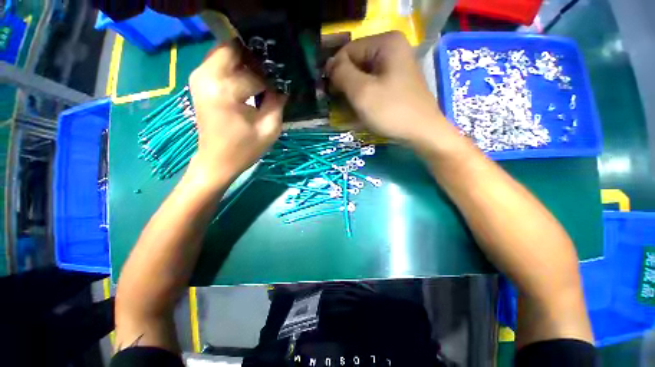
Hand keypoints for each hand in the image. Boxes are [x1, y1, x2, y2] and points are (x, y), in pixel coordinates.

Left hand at [188, 40, 285, 185]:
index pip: (256, 74)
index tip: (281, 89)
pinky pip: (219, 60)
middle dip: (256, 58)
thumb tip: (283, 84)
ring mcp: (199, 76)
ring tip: (262, 77)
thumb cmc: (244, 149)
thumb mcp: (269, 129)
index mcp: (225, 91)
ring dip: (246, 60)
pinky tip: (248, 79)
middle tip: (271, 75)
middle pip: (235, 47)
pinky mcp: (199, 80)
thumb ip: (278, 102)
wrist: (216, 161)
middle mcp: (207, 75)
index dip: (272, 81)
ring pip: (226, 50)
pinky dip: (235, 65)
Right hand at [326, 32, 451, 146]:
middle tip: (338, 103)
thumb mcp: (362, 92)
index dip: (335, 71)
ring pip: (364, 76)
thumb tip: (330, 68)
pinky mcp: (397, 83)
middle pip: (356, 63)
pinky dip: (363, 96)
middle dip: (345, 83)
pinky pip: (373, 85)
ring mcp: (396, 67)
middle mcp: (392, 49)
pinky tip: (360, 110)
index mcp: (386, 43)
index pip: (348, 51)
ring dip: (353, 92)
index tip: (329, 93)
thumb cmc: (392, 111)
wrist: (422, 132)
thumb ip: (341, 74)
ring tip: (349, 109)